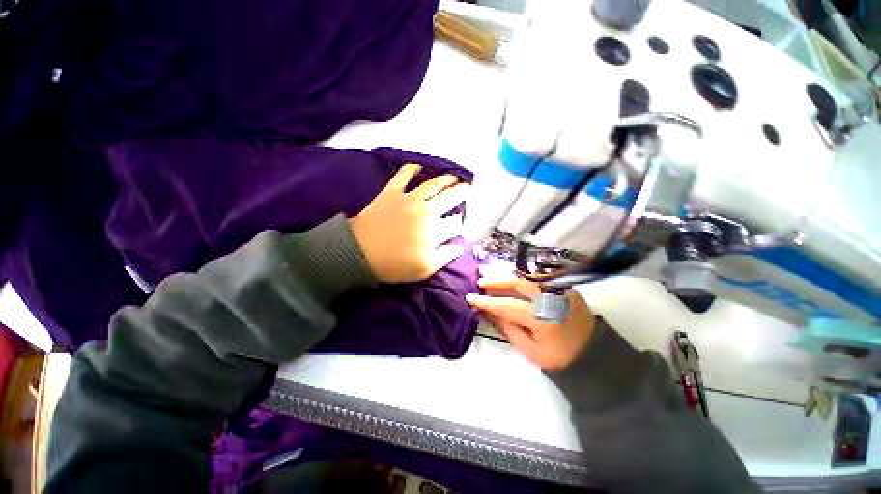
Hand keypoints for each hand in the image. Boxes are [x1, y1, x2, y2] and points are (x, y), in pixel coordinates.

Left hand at [349, 163, 468, 282]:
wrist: (360, 252)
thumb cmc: (394, 264)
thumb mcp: (424, 269)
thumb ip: (445, 257)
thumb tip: (459, 247)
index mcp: (435, 230)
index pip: (455, 223)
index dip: (460, 222)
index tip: (461, 223)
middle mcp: (427, 210)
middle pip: (449, 198)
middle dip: (461, 193)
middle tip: (468, 188)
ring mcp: (409, 198)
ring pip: (433, 184)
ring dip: (446, 179)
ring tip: (454, 177)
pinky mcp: (392, 192)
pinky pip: (403, 175)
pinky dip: (411, 168)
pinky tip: (418, 166)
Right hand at [466, 276, 595, 369]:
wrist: (592, 353)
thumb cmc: (559, 356)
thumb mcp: (530, 349)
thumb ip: (508, 328)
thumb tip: (489, 312)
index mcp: (541, 316)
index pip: (506, 305)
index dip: (486, 302)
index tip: (470, 298)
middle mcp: (549, 297)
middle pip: (517, 284)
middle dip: (496, 282)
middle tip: (480, 282)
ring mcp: (558, 289)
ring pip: (526, 279)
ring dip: (507, 278)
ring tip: (490, 278)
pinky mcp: (563, 287)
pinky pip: (537, 280)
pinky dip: (521, 280)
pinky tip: (510, 281)